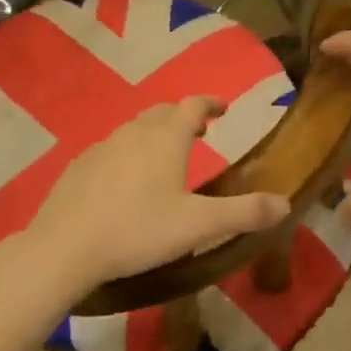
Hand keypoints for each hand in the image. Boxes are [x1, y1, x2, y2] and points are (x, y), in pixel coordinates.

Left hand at [1, 96, 290, 299]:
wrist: (64, 247)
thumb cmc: (138, 230)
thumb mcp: (198, 226)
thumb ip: (243, 213)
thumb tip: (285, 203)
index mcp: (166, 138)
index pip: (193, 105)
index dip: (210, 103)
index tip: (223, 107)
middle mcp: (134, 132)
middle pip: (163, 112)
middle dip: (183, 116)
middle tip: (199, 131)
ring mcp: (102, 146)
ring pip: (135, 128)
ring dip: (156, 133)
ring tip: (166, 155)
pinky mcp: (79, 166)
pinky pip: (112, 148)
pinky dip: (129, 152)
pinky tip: (126, 180)